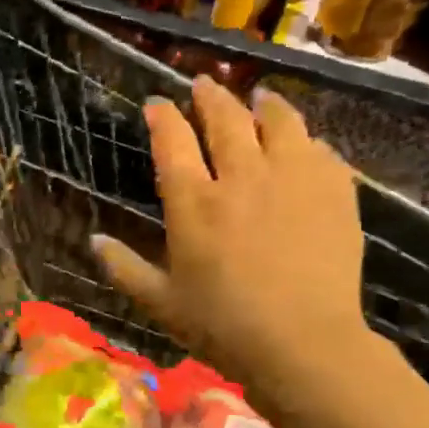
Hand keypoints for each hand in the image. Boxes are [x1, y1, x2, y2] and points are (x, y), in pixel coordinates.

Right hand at [90, 77, 368, 410]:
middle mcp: (242, 177)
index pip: (173, 141)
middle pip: (225, 119)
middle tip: (204, 84)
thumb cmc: (221, 325)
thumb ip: (124, 267)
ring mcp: (293, 180)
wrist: (304, 344)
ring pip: (280, 122)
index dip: (162, 116)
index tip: (155, 103)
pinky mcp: (335, 193)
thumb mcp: (159, 302)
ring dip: (264, 105)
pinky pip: (321, 150)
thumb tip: (93, 241)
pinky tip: (304, 144)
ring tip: (259, 97)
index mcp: (194, 202)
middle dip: (210, 96)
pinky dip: (307, 141)